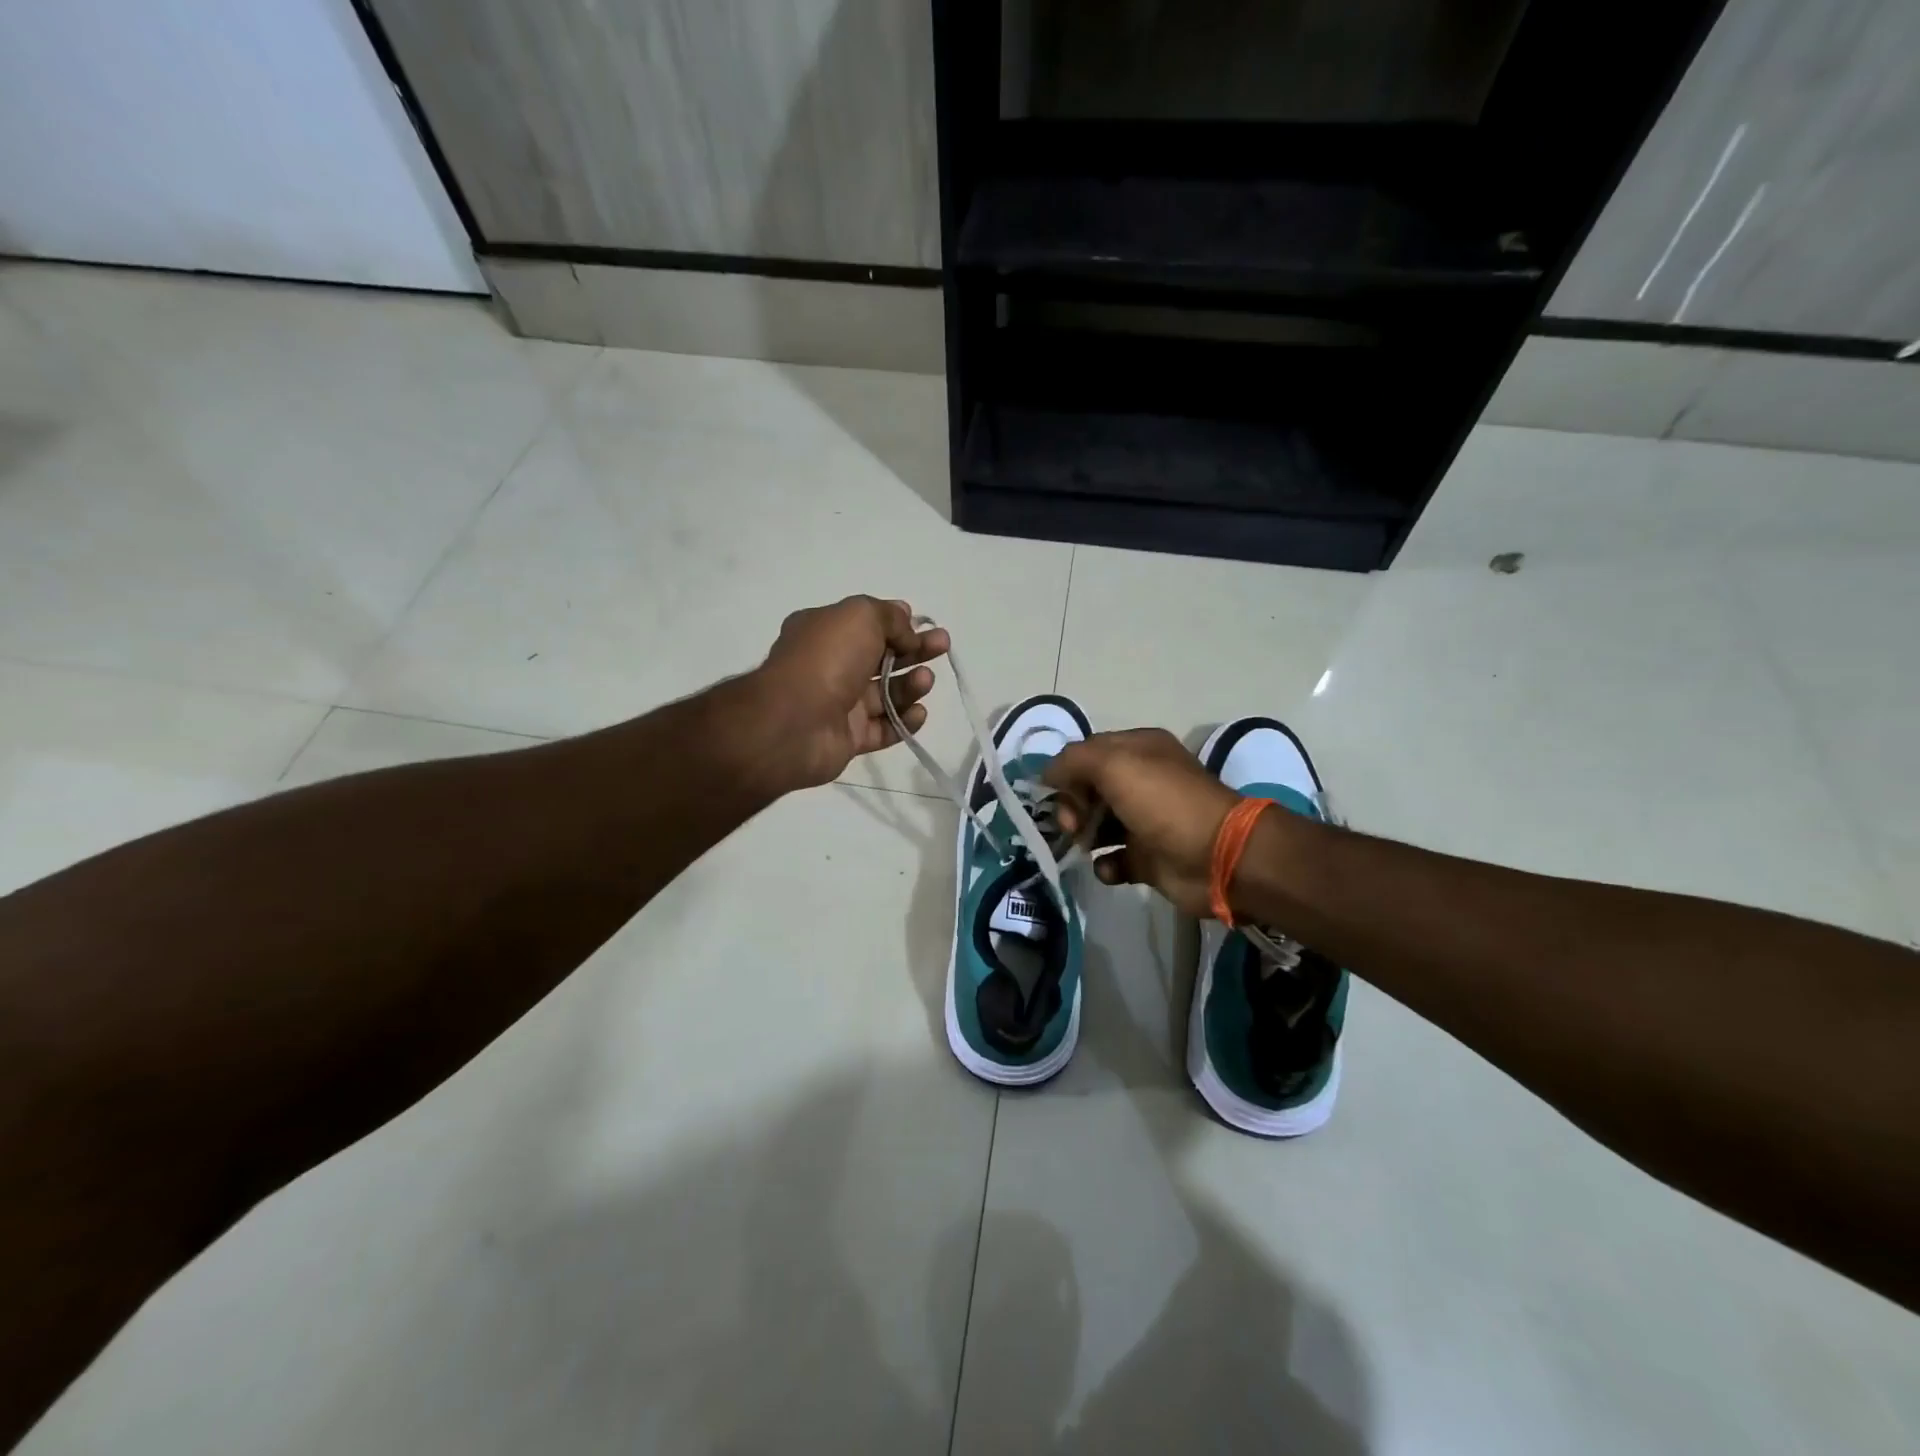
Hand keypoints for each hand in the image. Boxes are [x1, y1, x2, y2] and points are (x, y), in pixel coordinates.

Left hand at [755, 596, 949, 789]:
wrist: (793, 722)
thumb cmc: (826, 659)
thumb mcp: (860, 616)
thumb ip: (889, 617)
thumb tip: (908, 629)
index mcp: (825, 632)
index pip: (867, 625)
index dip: (897, 624)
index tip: (922, 625)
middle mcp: (831, 666)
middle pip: (882, 657)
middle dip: (915, 650)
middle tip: (943, 645)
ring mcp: (839, 704)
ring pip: (885, 694)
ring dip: (911, 685)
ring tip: (925, 680)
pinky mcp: (849, 738)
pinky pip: (883, 728)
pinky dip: (904, 721)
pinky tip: (919, 712)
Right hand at [1044, 729, 1240, 916]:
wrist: (1217, 857)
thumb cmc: (1163, 802)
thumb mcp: (1113, 765)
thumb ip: (1073, 761)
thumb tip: (1047, 773)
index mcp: (1138, 751)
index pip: (1087, 753)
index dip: (1066, 771)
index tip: (1052, 793)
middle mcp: (1142, 781)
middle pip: (1088, 789)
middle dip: (1071, 805)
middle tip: (1071, 824)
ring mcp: (1145, 821)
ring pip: (1097, 825)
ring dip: (1082, 836)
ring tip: (1083, 846)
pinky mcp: (1148, 858)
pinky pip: (1113, 860)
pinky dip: (1105, 865)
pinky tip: (1109, 867)